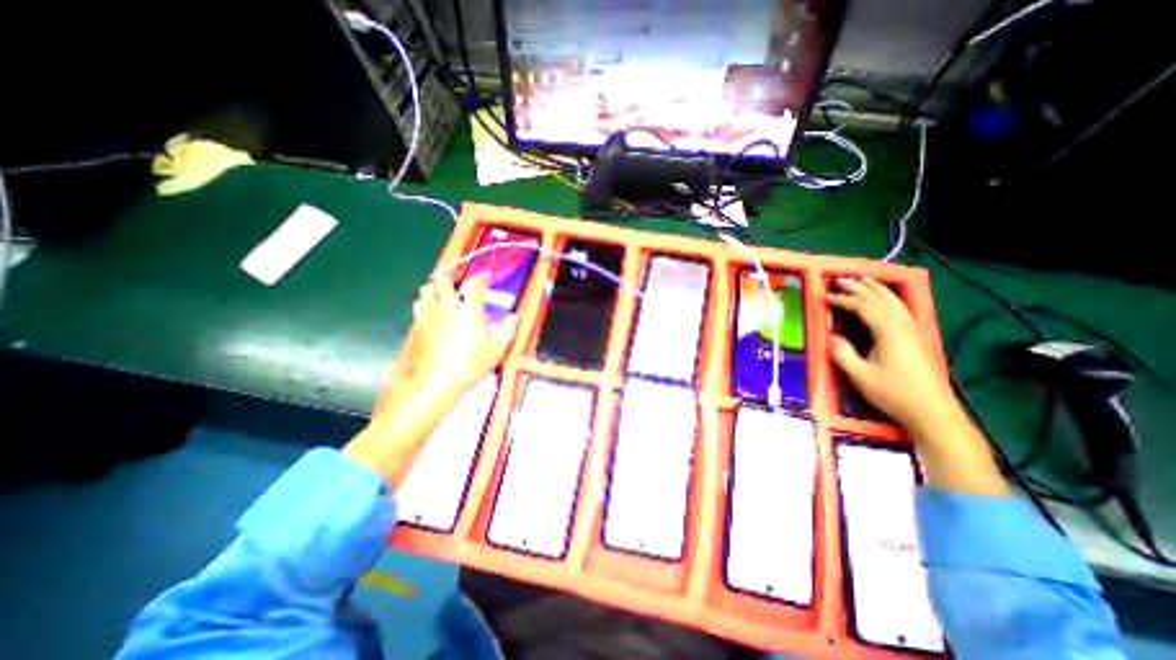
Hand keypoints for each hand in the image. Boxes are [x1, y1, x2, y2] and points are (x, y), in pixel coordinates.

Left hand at [406, 273, 516, 402]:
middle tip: (458, 286)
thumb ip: (508, 329)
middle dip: (450, 279)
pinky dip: (424, 303)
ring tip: (442, 296)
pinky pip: (418, 305)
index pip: (475, 284)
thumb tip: (516, 316)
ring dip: (434, 289)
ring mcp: (429, 314)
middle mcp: (447, 306)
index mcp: (469, 310)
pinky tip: (430, 312)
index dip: (481, 278)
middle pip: (443, 280)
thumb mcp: (496, 349)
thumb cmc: (470, 364)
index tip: (484, 279)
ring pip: (426, 289)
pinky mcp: (416, 324)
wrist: (436, 381)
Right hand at [826, 277, 1010, 495]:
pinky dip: (890, 298)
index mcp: (889, 332)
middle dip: (859, 287)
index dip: (842, 299)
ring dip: (876, 288)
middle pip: (880, 298)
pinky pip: (902, 309)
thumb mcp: (860, 375)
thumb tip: (832, 336)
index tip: (824, 295)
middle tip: (839, 278)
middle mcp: (903, 325)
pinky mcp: (918, 338)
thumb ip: (843, 353)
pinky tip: (886, 300)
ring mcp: (914, 330)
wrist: (932, 411)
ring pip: (894, 301)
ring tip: (863, 280)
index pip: (862, 307)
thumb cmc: (893, 393)